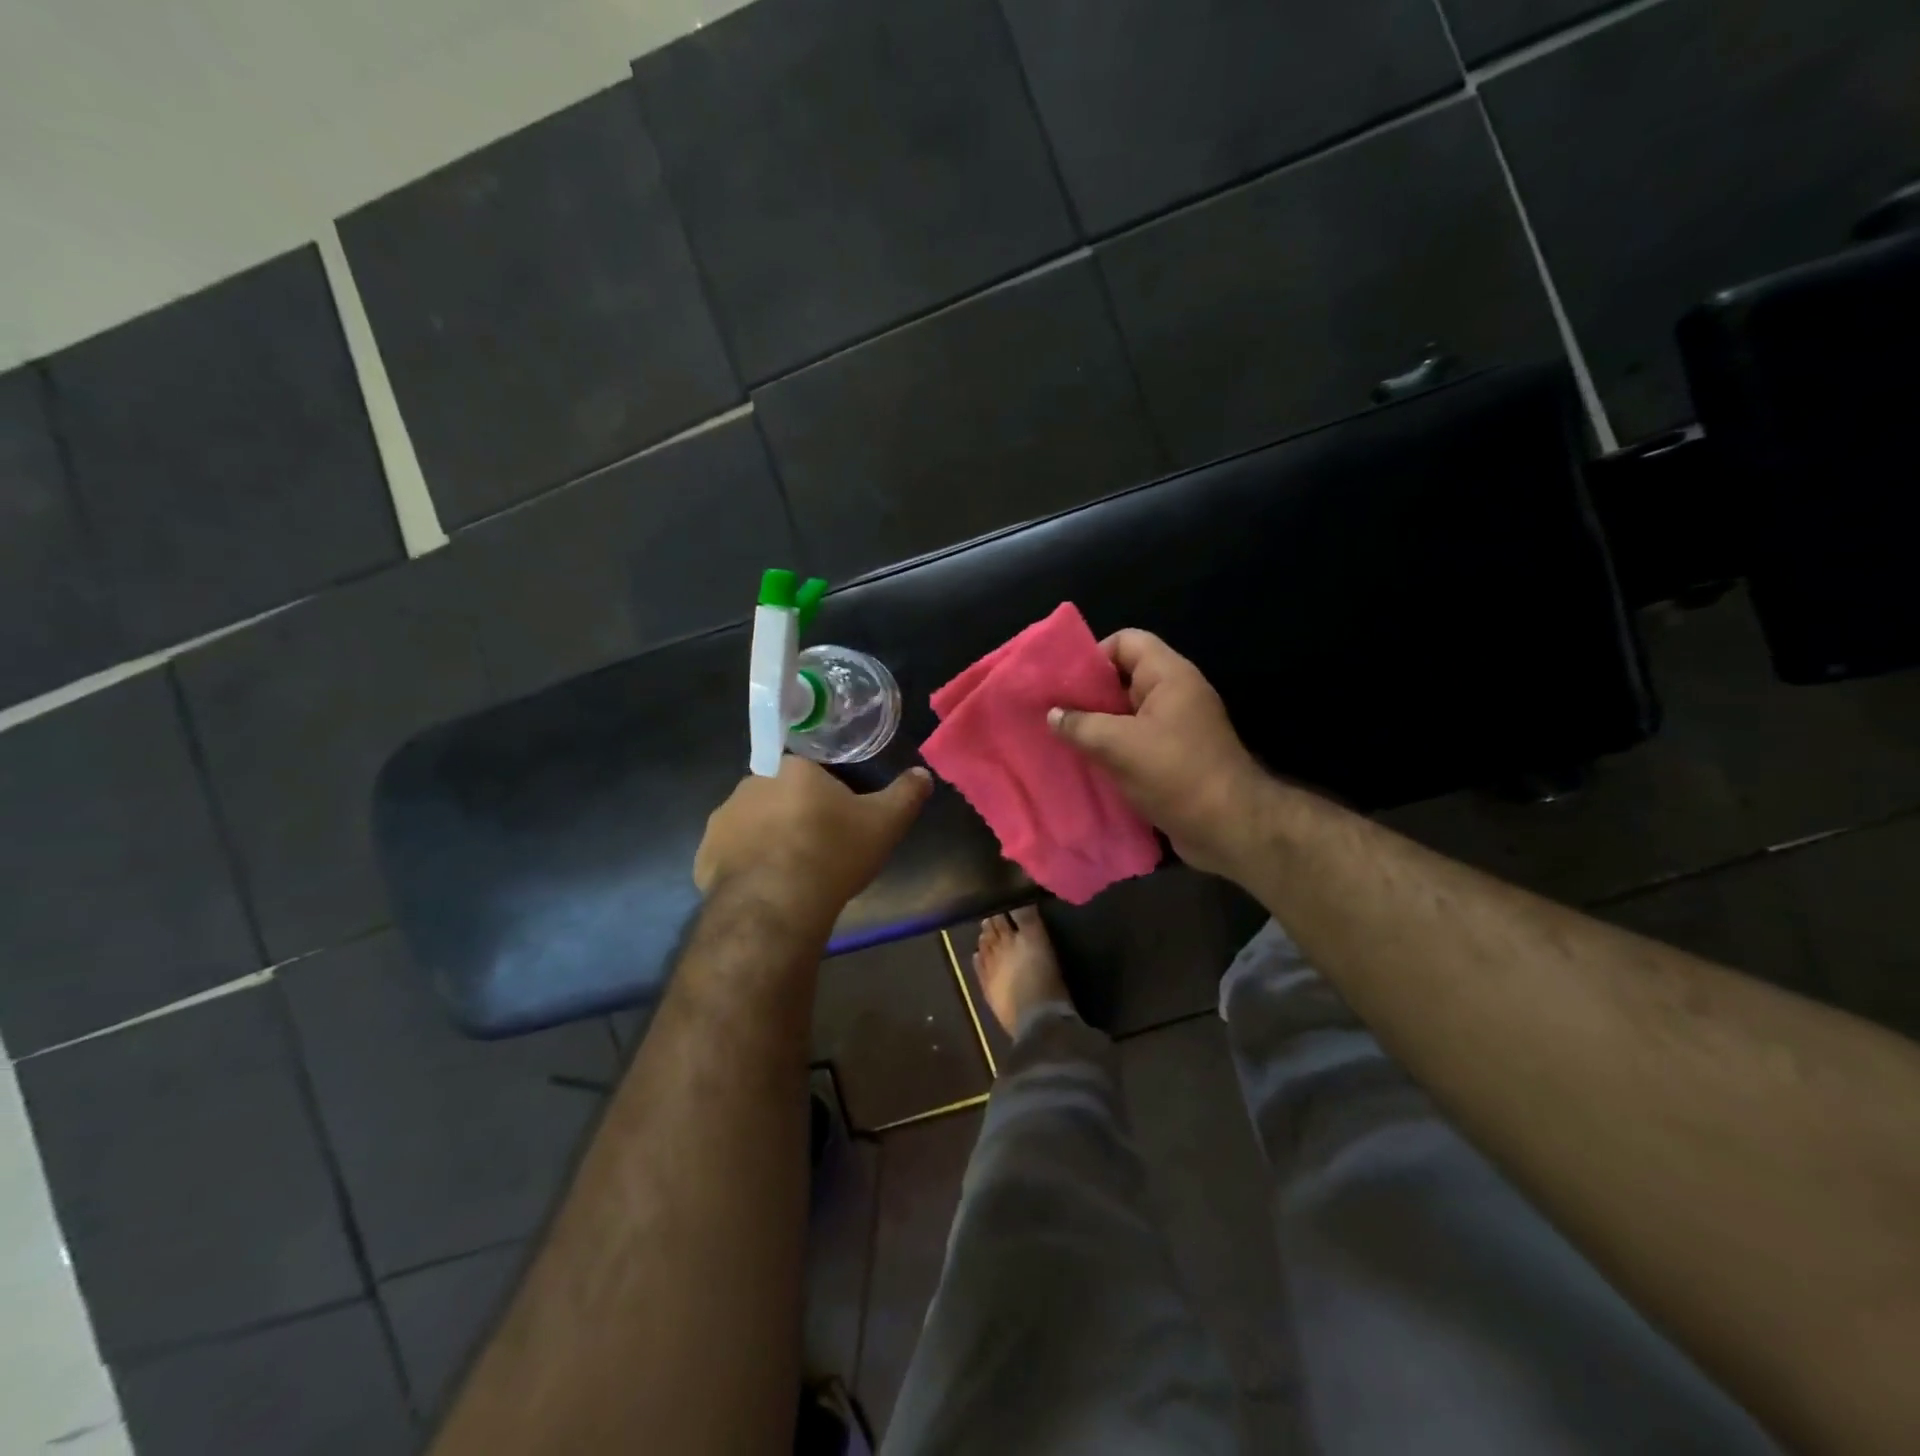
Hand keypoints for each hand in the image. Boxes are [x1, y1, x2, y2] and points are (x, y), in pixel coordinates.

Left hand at [694, 757, 932, 929]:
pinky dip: (744, 868)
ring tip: (789, 874)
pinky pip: (729, 856)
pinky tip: (764, 890)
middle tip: (816, 848)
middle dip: (792, 816)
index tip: (836, 822)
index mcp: (791, 769)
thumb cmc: (833, 852)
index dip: (823, 796)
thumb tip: (923, 774)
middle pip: (778, 796)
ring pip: (750, 825)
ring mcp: (722, 821)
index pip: (808, 772)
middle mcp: (750, 784)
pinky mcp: (704, 856)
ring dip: (766, 841)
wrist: (777, 903)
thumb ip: (905, 795)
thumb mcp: (884, 823)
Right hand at [1049, 630, 1264, 875]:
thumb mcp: (1119, 745)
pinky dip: (1110, 749)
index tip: (1063, 684)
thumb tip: (1053, 714)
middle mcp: (1174, 695)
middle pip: (1123, 678)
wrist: (1228, 828)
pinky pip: (1134, 742)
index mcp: (1169, 676)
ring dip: (1095, 726)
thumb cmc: (1175, 774)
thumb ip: (1081, 725)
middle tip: (1052, 712)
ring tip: (1060, 738)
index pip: (1126, 642)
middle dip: (1087, 694)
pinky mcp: (1173, 758)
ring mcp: (1175, 728)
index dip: (1092, 656)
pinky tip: (1084, 763)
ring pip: (1125, 714)